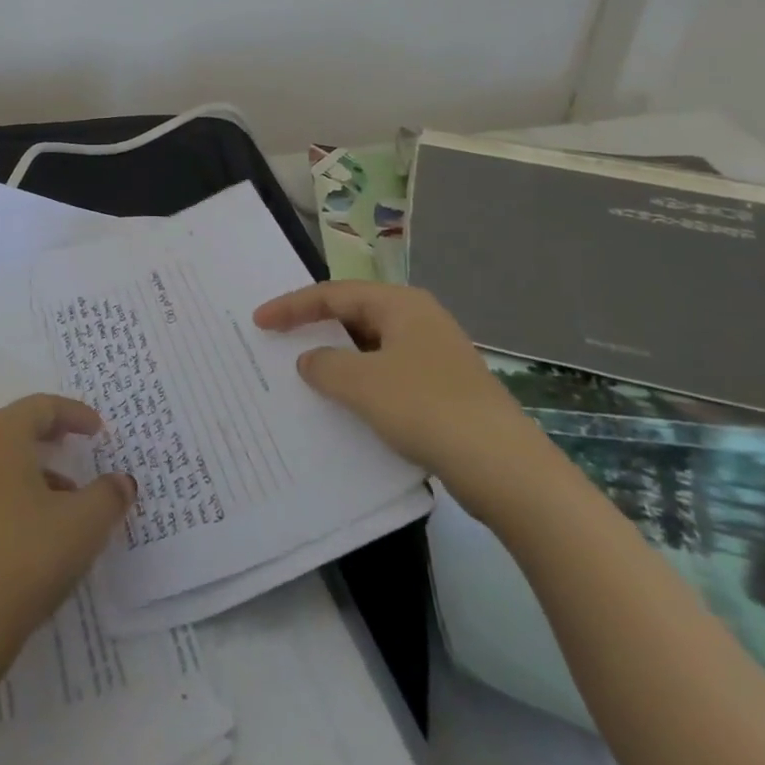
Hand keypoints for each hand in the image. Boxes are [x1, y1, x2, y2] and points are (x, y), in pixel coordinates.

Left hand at [0, 395, 135, 693]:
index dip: (75, 414)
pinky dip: (10, 493)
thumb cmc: (22, 562)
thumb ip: (108, 496)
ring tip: (64, 501)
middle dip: (51, 437)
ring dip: (33, 469)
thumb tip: (122, 481)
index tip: (99, 430)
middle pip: (15, 427)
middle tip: (79, 449)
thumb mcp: (82, 528)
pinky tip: (30, 531)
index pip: (41, 407)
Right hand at [253, 281, 549, 511]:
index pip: (333, 294)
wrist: (506, 470)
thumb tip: (310, 361)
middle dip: (314, 328)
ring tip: (303, 374)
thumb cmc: (426, 408)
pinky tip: (344, 406)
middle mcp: (418, 321)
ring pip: (370, 349)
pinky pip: (386, 376)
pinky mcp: (442, 391)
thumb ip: (324, 365)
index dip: (292, 306)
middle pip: (353, 316)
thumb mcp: (361, 383)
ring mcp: (434, 357)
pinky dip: (359, 384)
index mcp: (401, 305)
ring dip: (336, 360)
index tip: (259, 321)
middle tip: (278, 340)